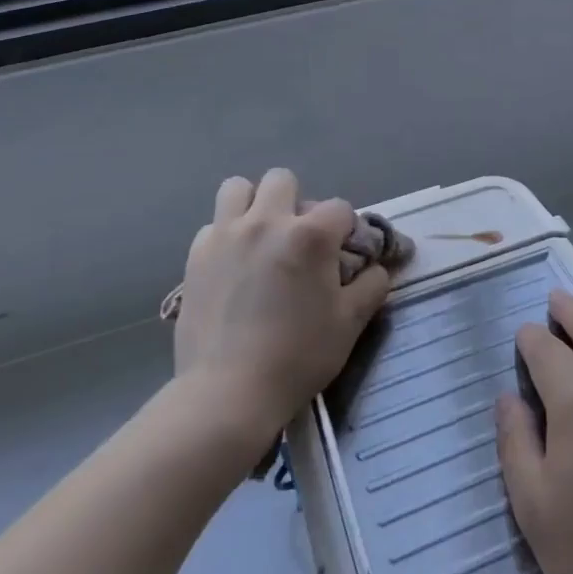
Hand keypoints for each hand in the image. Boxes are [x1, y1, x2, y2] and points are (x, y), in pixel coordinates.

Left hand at [173, 169, 391, 440]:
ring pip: (238, 188)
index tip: (343, 255)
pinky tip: (232, 266)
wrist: (227, 394)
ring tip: (260, 238)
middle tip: (298, 241)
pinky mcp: (196, 255)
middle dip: (296, 203)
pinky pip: (213, 225)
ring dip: (253, 205)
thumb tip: (376, 267)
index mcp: (310, 235)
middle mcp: (267, 221)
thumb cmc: (298, 357)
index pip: (339, 208)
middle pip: (283, 180)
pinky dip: (226, 236)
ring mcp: (226, 235)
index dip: (346, 230)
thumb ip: (371, 286)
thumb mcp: (350, 324)